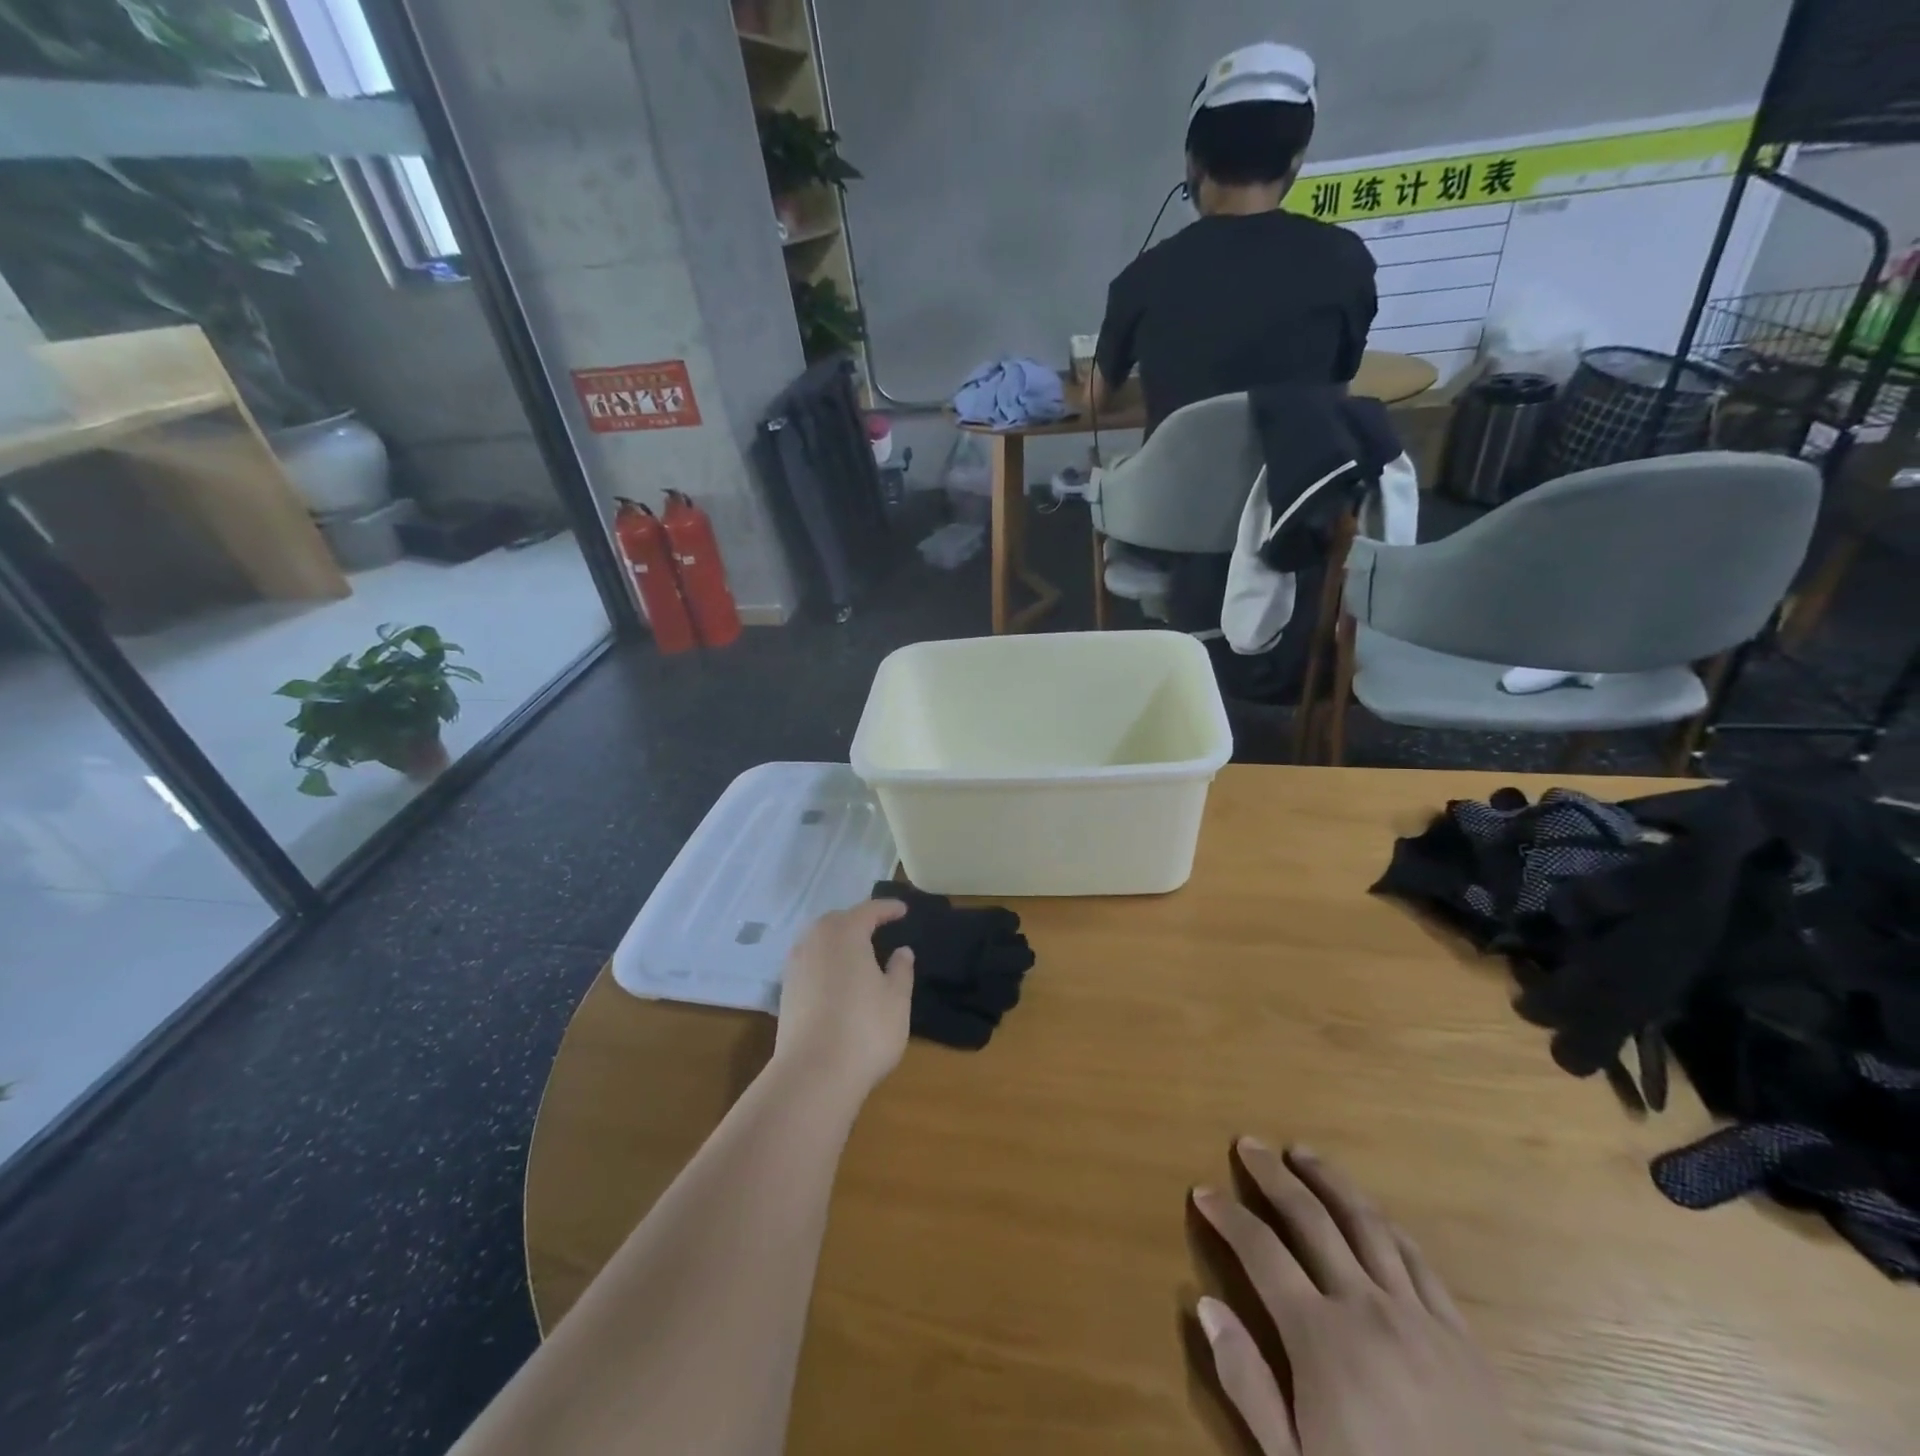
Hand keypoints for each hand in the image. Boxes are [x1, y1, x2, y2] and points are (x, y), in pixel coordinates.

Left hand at [772, 901, 915, 1099]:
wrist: (813, 1075)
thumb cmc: (865, 1029)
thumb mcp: (897, 999)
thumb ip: (901, 969)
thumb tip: (902, 951)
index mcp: (845, 933)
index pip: (868, 910)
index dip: (888, 909)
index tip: (903, 910)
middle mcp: (815, 940)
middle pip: (838, 920)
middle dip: (858, 920)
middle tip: (879, 927)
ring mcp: (795, 966)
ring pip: (819, 940)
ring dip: (839, 940)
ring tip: (859, 952)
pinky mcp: (785, 991)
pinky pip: (810, 961)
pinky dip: (826, 961)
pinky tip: (838, 978)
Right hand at [1192, 1142, 1523, 1455]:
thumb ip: (1247, 1384)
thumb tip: (1204, 1306)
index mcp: (1320, 1339)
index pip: (1260, 1252)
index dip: (1227, 1216)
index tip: (1203, 1191)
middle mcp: (1367, 1309)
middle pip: (1310, 1219)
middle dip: (1273, 1175)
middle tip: (1248, 1143)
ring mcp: (1420, 1319)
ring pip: (1366, 1224)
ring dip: (1330, 1181)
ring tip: (1303, 1154)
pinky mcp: (1462, 1339)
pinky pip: (1419, 1262)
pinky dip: (1387, 1226)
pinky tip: (1373, 1214)